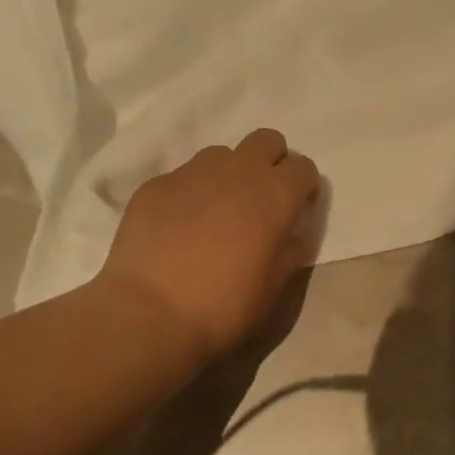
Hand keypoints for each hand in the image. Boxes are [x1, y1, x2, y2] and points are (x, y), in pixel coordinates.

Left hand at [97, 129, 322, 362]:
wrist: (149, 313)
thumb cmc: (225, 306)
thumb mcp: (274, 288)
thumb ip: (292, 252)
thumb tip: (299, 234)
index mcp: (275, 195)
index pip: (304, 168)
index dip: (303, 188)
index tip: (295, 213)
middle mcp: (238, 171)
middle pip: (267, 141)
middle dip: (271, 163)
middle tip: (261, 202)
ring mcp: (192, 173)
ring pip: (222, 155)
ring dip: (229, 175)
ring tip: (217, 213)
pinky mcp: (156, 185)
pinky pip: (183, 177)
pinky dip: (190, 194)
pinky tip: (178, 228)